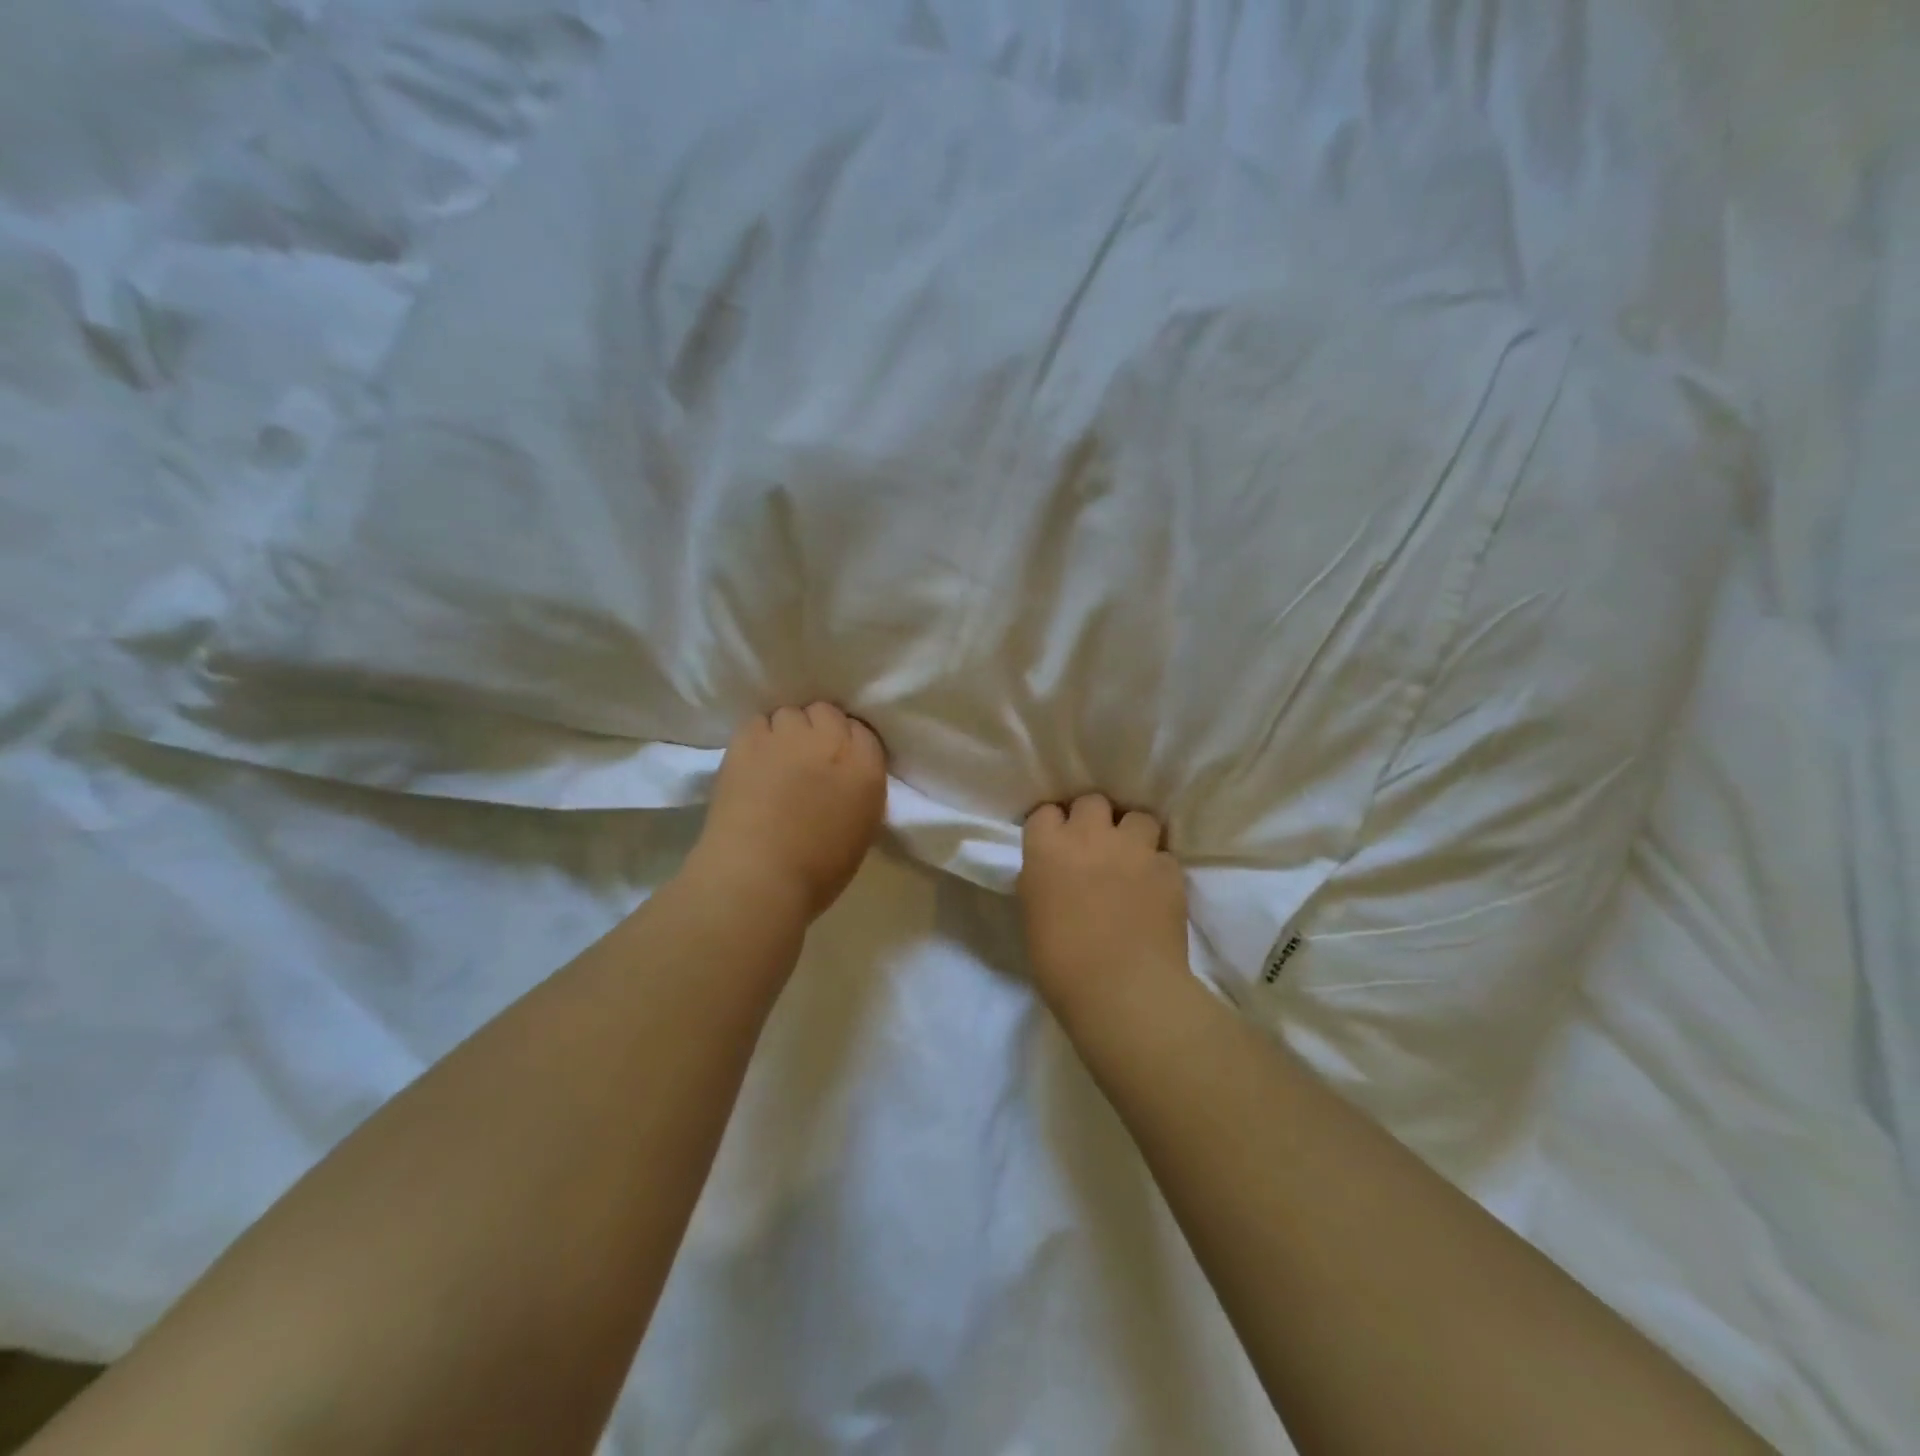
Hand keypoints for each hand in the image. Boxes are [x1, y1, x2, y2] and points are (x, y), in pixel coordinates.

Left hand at [689, 704, 887, 919]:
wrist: (757, 878)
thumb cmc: (816, 871)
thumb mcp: (860, 829)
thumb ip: (858, 790)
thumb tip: (842, 776)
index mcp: (866, 769)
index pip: (863, 732)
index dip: (847, 745)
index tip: (837, 763)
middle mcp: (830, 741)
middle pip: (826, 713)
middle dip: (818, 730)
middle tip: (806, 759)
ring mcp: (787, 736)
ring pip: (790, 714)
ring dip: (786, 731)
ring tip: (775, 759)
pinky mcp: (748, 739)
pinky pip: (757, 722)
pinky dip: (757, 737)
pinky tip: (752, 762)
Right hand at [1018, 794, 1189, 1018]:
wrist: (1121, 989)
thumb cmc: (1060, 963)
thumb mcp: (1033, 913)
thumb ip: (1042, 879)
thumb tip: (1055, 871)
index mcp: (1047, 847)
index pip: (1045, 812)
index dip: (1052, 827)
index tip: (1055, 843)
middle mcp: (1089, 835)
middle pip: (1092, 801)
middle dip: (1094, 818)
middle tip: (1094, 846)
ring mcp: (1133, 849)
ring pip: (1138, 817)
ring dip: (1133, 834)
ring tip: (1132, 859)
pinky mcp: (1168, 869)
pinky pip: (1164, 855)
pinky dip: (1158, 868)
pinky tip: (1155, 890)